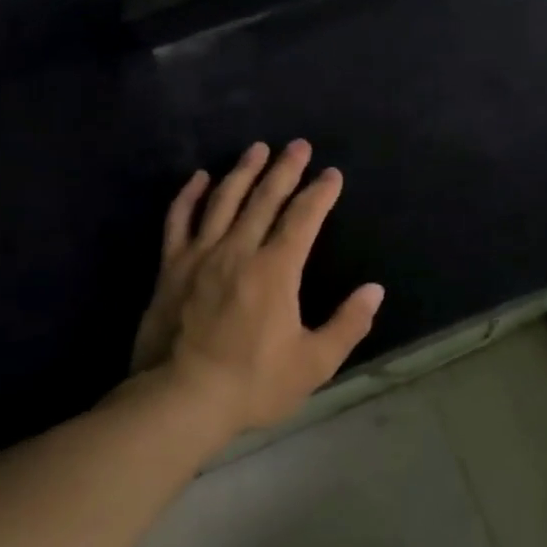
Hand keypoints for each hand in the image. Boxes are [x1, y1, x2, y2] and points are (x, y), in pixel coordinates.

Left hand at [131, 141, 383, 435]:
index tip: (332, 174)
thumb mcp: (313, 363)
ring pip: (224, 200)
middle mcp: (239, 250)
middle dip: (286, 169)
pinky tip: (199, 178)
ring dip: (243, 171)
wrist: (179, 401)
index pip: (303, 218)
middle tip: (298, 145)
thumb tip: (375, 290)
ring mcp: (201, 255)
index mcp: (276, 269)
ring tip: (257, 148)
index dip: (320, 193)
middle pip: (265, 198)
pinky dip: (189, 196)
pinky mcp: (171, 267)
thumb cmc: (252, 383)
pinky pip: (179, 220)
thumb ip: (347, 324)